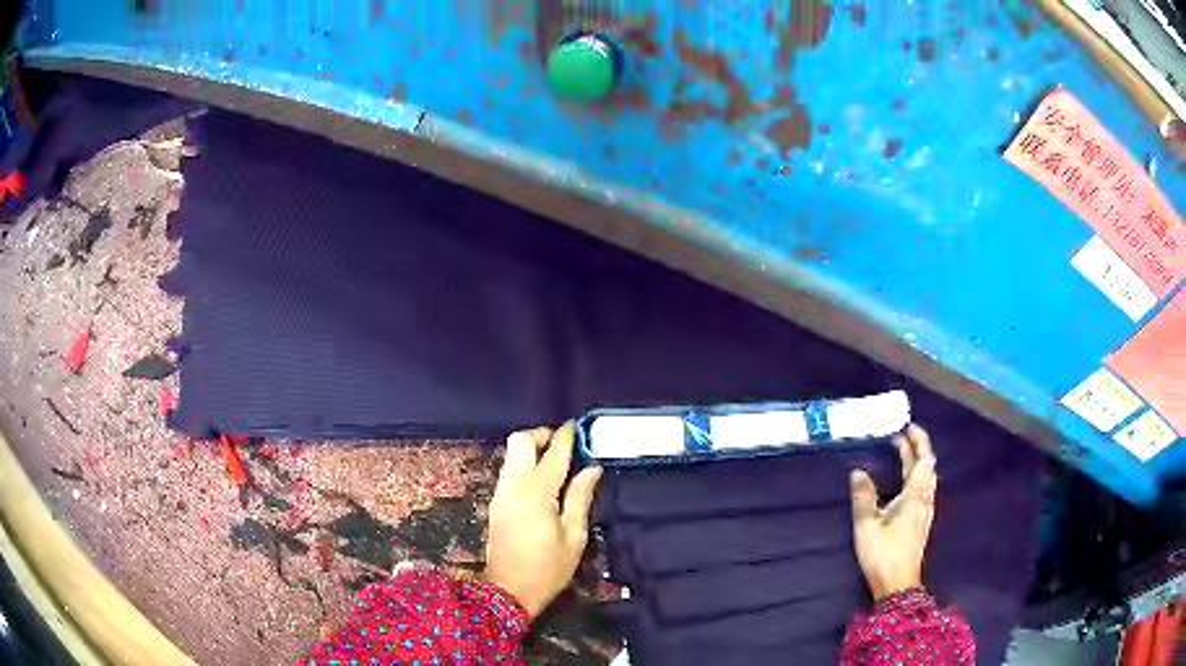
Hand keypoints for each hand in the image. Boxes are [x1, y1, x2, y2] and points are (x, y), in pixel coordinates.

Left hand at [485, 423, 602, 618]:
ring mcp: (500, 494)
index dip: (565, 437)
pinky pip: (509, 471)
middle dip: (541, 435)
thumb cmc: (548, 568)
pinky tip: (542, 481)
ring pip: (511, 455)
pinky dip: (524, 465)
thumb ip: (580, 498)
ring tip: (555, 462)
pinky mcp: (496, 504)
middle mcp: (513, 486)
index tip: (576, 426)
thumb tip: (591, 469)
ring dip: (531, 449)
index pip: (552, 454)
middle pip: (520, 442)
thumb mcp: (574, 536)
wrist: (508, 591)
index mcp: (537, 492)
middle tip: (562, 445)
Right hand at [850, 424, 937, 600]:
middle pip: (927, 467)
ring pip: (927, 479)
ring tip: (903, 454)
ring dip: (917, 462)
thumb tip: (858, 472)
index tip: (907, 427)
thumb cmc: (883, 553)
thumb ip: (863, 497)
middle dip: (917, 449)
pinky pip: (923, 489)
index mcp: (915, 496)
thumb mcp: (867, 525)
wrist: (897, 583)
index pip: (923, 460)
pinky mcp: (921, 522)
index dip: (918, 441)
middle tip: (902, 436)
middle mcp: (924, 500)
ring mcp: (924, 512)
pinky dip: (917, 476)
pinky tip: (907, 482)